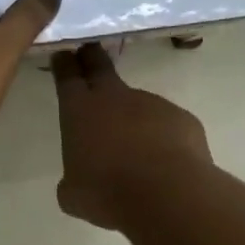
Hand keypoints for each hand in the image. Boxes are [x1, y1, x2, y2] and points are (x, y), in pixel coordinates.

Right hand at [51, 43, 212, 229]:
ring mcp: (152, 104)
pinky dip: (163, 138)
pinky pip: (167, 125)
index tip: (63, 53)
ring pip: (138, 104)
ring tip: (136, 150)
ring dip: (134, 118)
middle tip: (88, 49)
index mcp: (80, 110)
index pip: (68, 76)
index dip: (64, 63)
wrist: (167, 194)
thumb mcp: (74, 194)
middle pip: (100, 66)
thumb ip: (73, 179)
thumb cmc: (107, 192)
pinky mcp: (182, 119)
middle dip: (92, 57)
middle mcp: (115, 97)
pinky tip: (164, 164)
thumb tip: (79, 180)